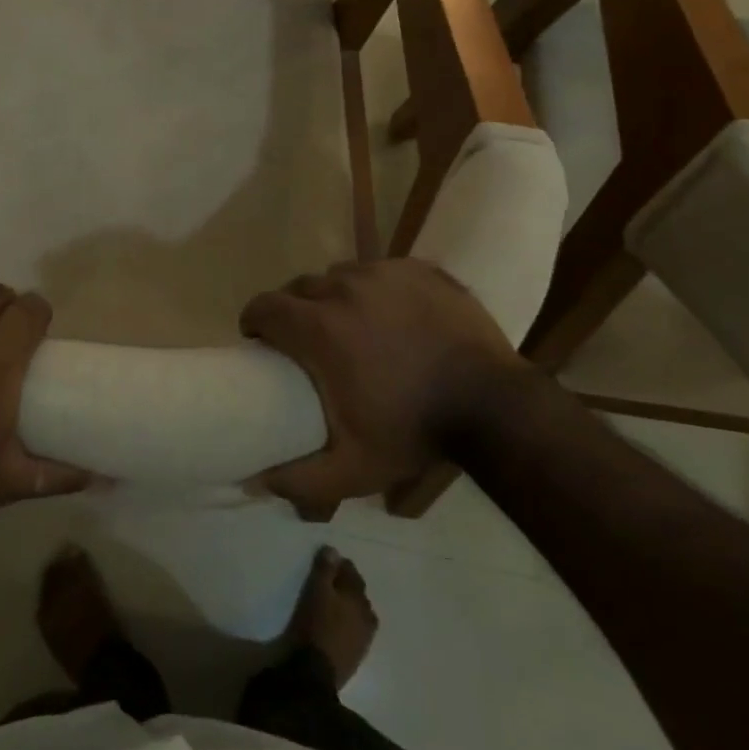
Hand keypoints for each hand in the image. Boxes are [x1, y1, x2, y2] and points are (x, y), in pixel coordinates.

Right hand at [240, 258, 530, 516]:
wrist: (494, 408)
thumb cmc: (415, 432)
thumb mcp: (353, 469)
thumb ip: (299, 479)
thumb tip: (254, 481)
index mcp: (320, 327)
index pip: (265, 306)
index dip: (255, 320)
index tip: (261, 341)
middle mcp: (344, 287)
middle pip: (300, 287)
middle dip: (295, 309)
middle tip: (308, 339)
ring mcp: (385, 273)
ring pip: (341, 275)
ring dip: (335, 296)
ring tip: (351, 324)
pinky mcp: (418, 268)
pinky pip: (380, 271)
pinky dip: (375, 288)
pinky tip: (390, 313)